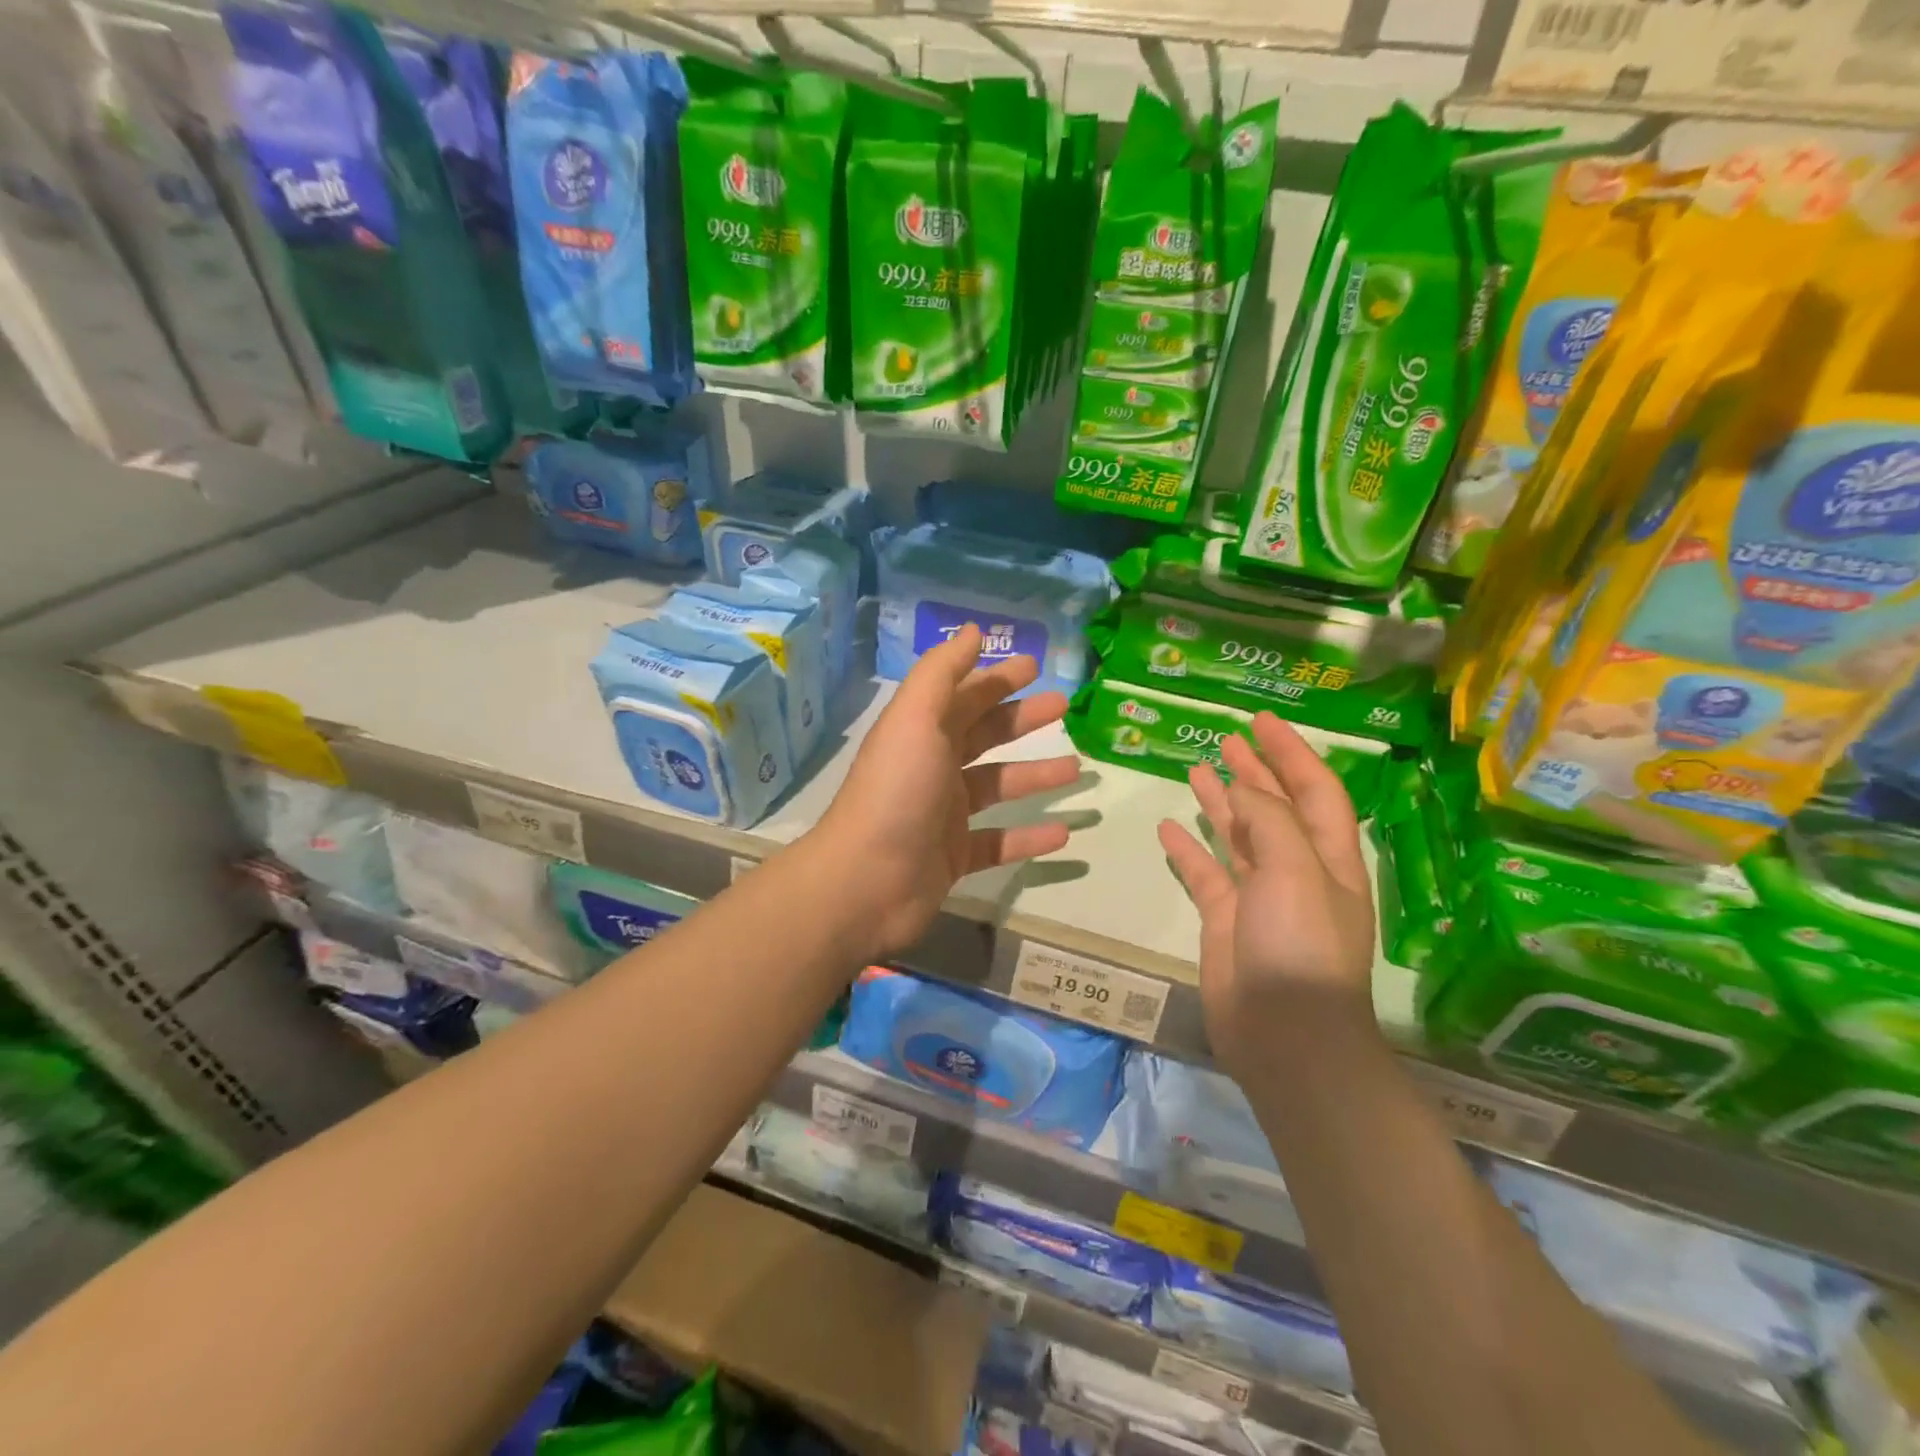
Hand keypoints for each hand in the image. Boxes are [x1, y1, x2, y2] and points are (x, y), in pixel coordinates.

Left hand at [815, 625, 1080, 955]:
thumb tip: (971, 630)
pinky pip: (999, 842)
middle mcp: (932, 767)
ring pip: (997, 786)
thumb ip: (943, 672)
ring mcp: (943, 814)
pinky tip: (1064, 835)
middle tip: (1065, 707)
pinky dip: (1029, 837)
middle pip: (984, 735)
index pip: (965, 695)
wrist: (866, 883)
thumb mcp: (916, 719)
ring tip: (1077, 769)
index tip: (1035, 665)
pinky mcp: (953, 857)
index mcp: (922, 731)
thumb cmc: (897, 792)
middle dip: (1022, 719)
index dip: (996, 678)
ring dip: (1035, 775)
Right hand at [1157, 712, 1377, 1077]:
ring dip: (1220, 802)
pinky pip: (1204, 873)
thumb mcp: (1295, 871)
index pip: (1314, 790)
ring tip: (1197, 768)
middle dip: (1256, 771)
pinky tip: (1168, 827)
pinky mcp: (1224, 920)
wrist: (1284, 1032)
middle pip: (1275, 808)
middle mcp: (1296, 870)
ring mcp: (1258, 896)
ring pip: (1238, 836)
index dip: (1291, 752)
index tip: (1261, 721)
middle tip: (1227, 738)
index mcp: (1327, 856)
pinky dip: (1188, 849)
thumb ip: (1269, 821)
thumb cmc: (1301, 945)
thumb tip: (1242, 789)